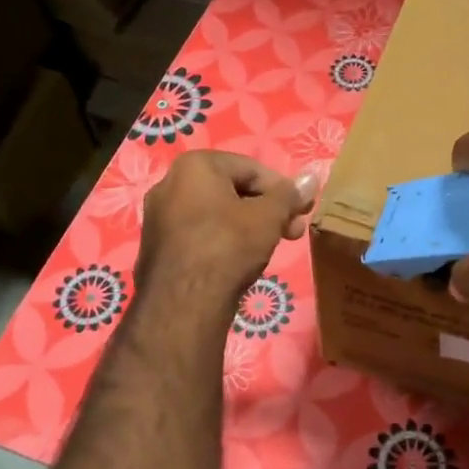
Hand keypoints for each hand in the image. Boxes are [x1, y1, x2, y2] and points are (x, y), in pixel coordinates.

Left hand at [137, 152, 317, 306]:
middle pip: (232, 190)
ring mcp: (158, 217)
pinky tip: (240, 261)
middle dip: (267, 210)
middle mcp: (169, 183)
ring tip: (270, 247)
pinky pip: (200, 234)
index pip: (251, 169)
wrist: (184, 303)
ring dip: (248, 226)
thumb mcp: (269, 216)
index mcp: (194, 165)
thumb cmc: (229, 246)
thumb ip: (290, 195)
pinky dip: (223, 241)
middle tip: (293, 232)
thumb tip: (312, 177)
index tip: (302, 211)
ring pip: (216, 214)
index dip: (283, 190)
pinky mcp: (156, 247)